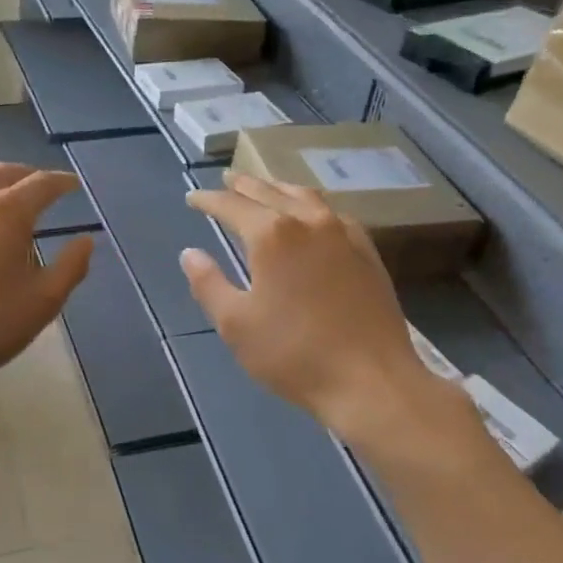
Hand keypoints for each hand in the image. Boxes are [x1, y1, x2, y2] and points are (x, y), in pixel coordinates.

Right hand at [181, 173, 479, 445]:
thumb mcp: (236, 324)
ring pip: (306, 197)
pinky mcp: (367, 253)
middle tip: (226, 180)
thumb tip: (190, 254)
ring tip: (265, 189)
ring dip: (279, 189)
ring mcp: (345, 234)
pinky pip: (333, 214)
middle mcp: (310, 222)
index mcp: (273, 235)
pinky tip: (311, 218)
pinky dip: (310, 206)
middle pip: (270, 192)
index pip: (232, 205)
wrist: (372, 381)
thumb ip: (209, 284)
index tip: (191, 198)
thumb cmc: (294, 355)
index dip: (208, 200)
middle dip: (244, 185)